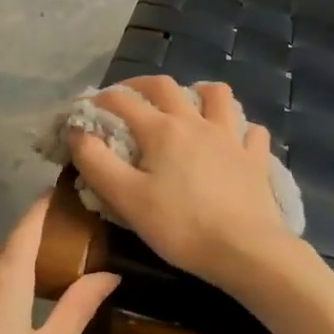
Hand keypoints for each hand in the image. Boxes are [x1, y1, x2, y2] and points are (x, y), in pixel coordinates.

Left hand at [0, 194, 118, 333]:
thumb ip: (77, 308)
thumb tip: (109, 274)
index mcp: (4, 278)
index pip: (27, 225)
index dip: (46, 204)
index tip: (66, 190)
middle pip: (10, 246)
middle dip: (39, 238)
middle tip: (75, 244)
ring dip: (20, 267)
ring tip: (52, 279)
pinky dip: (1, 288)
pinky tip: (17, 317)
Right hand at [70, 76, 298, 292]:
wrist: (244, 249)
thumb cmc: (180, 226)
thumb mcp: (126, 198)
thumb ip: (96, 162)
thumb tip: (77, 131)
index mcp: (162, 130)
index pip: (122, 101)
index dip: (98, 100)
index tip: (83, 108)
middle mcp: (197, 123)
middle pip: (166, 87)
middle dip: (141, 85)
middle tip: (128, 96)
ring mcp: (231, 138)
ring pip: (218, 96)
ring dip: (199, 92)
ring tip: (188, 104)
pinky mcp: (255, 159)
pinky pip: (251, 131)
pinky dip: (240, 129)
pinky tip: (233, 139)